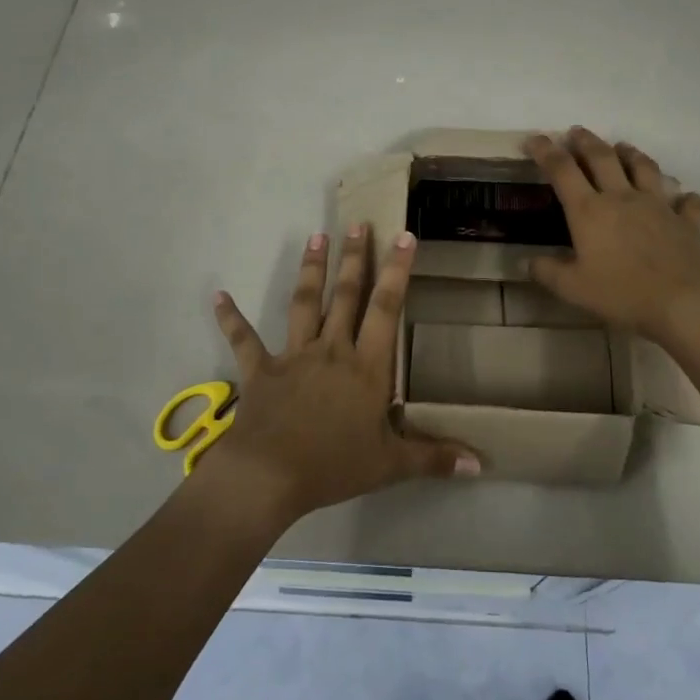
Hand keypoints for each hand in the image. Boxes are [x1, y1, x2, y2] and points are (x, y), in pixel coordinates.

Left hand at [201, 226, 480, 525]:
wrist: (269, 475)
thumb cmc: (334, 465)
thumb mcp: (391, 465)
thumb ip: (434, 458)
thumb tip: (481, 466)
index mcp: (366, 367)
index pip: (386, 309)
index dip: (396, 271)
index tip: (403, 236)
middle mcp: (332, 350)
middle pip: (346, 296)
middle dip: (355, 258)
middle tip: (357, 224)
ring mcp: (294, 356)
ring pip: (304, 304)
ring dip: (312, 270)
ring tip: (316, 237)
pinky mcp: (260, 370)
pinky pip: (243, 339)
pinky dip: (230, 318)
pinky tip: (218, 296)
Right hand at [522, 128, 699, 341]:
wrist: (681, 302)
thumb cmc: (621, 293)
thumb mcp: (572, 288)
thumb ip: (547, 272)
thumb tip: (527, 262)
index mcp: (589, 211)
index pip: (562, 170)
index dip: (545, 151)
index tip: (534, 139)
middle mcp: (622, 198)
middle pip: (602, 158)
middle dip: (586, 141)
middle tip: (577, 132)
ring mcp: (657, 205)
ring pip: (644, 168)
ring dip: (631, 153)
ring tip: (623, 147)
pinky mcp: (685, 221)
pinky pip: (686, 202)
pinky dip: (683, 197)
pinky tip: (682, 197)